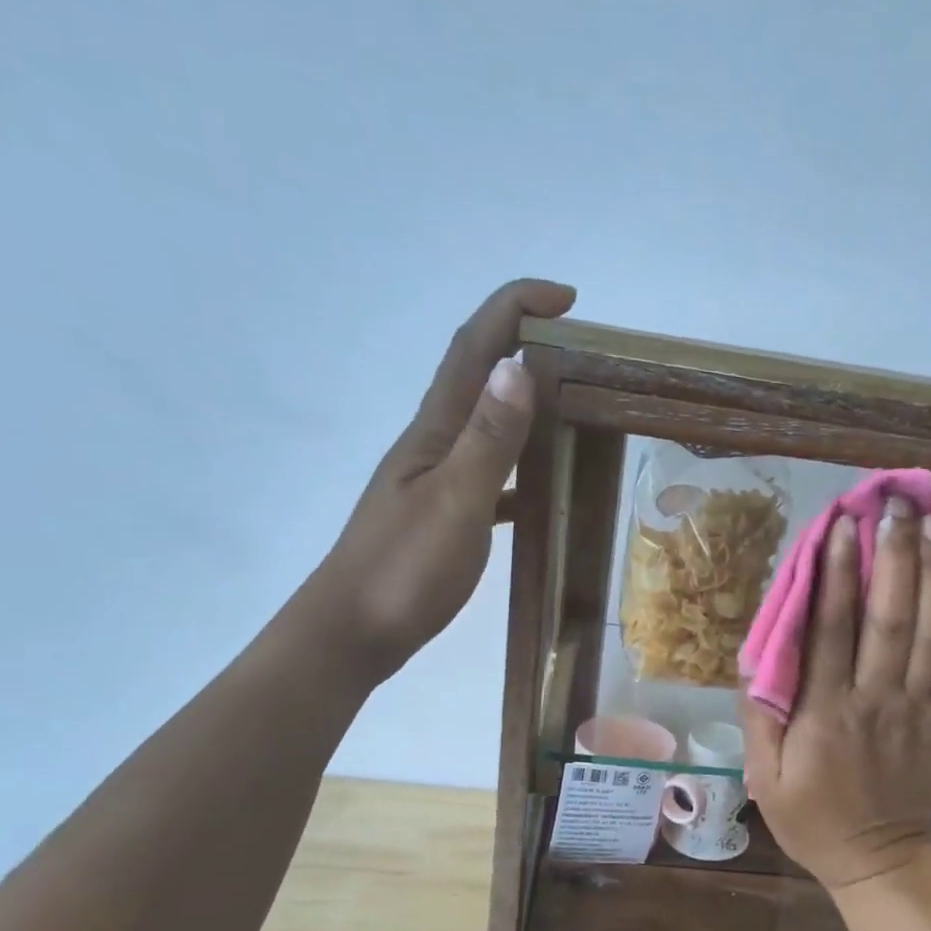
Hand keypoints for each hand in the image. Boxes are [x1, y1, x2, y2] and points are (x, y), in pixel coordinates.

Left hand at [307, 278, 576, 683]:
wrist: (352, 633)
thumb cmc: (403, 572)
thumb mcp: (454, 503)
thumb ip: (488, 441)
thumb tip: (518, 368)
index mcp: (433, 433)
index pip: (473, 349)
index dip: (513, 308)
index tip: (566, 297)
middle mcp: (430, 446)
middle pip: (476, 377)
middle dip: (521, 344)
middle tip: (579, 349)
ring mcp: (432, 482)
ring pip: (482, 426)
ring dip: (521, 404)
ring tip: (569, 408)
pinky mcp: (439, 518)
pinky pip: (487, 476)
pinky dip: (516, 468)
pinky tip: (538, 489)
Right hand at [743, 498, 930, 890]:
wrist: (876, 861)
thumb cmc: (811, 818)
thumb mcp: (764, 777)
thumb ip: (761, 716)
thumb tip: (760, 657)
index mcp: (826, 711)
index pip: (832, 629)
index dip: (836, 573)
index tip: (841, 524)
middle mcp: (876, 699)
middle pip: (889, 617)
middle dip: (894, 555)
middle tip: (896, 504)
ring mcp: (918, 710)